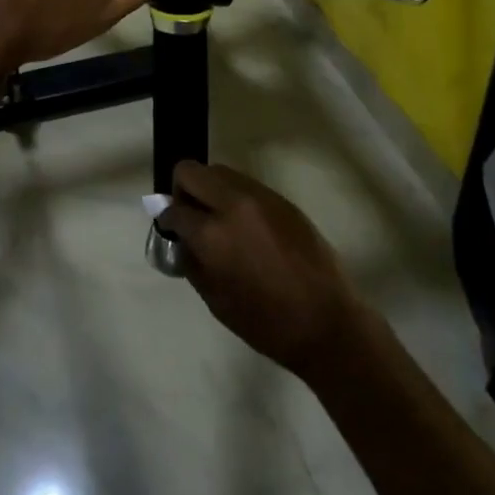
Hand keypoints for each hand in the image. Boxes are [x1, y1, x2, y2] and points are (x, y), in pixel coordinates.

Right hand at [157, 161, 366, 382]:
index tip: (172, 231)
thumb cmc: (267, 323)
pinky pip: (244, 184)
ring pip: (218, 171)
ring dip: (209, 190)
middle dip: (183, 191)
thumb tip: (181, 240)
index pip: (174, 209)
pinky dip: (234, 196)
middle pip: (190, 171)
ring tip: (220, 221)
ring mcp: (258, 195)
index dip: (167, 220)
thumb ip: (193, 262)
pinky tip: (246, 226)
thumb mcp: (216, 301)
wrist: (327, 321)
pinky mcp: (279, 197)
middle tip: (191, 218)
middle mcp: (232, 204)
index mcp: (213, 234)